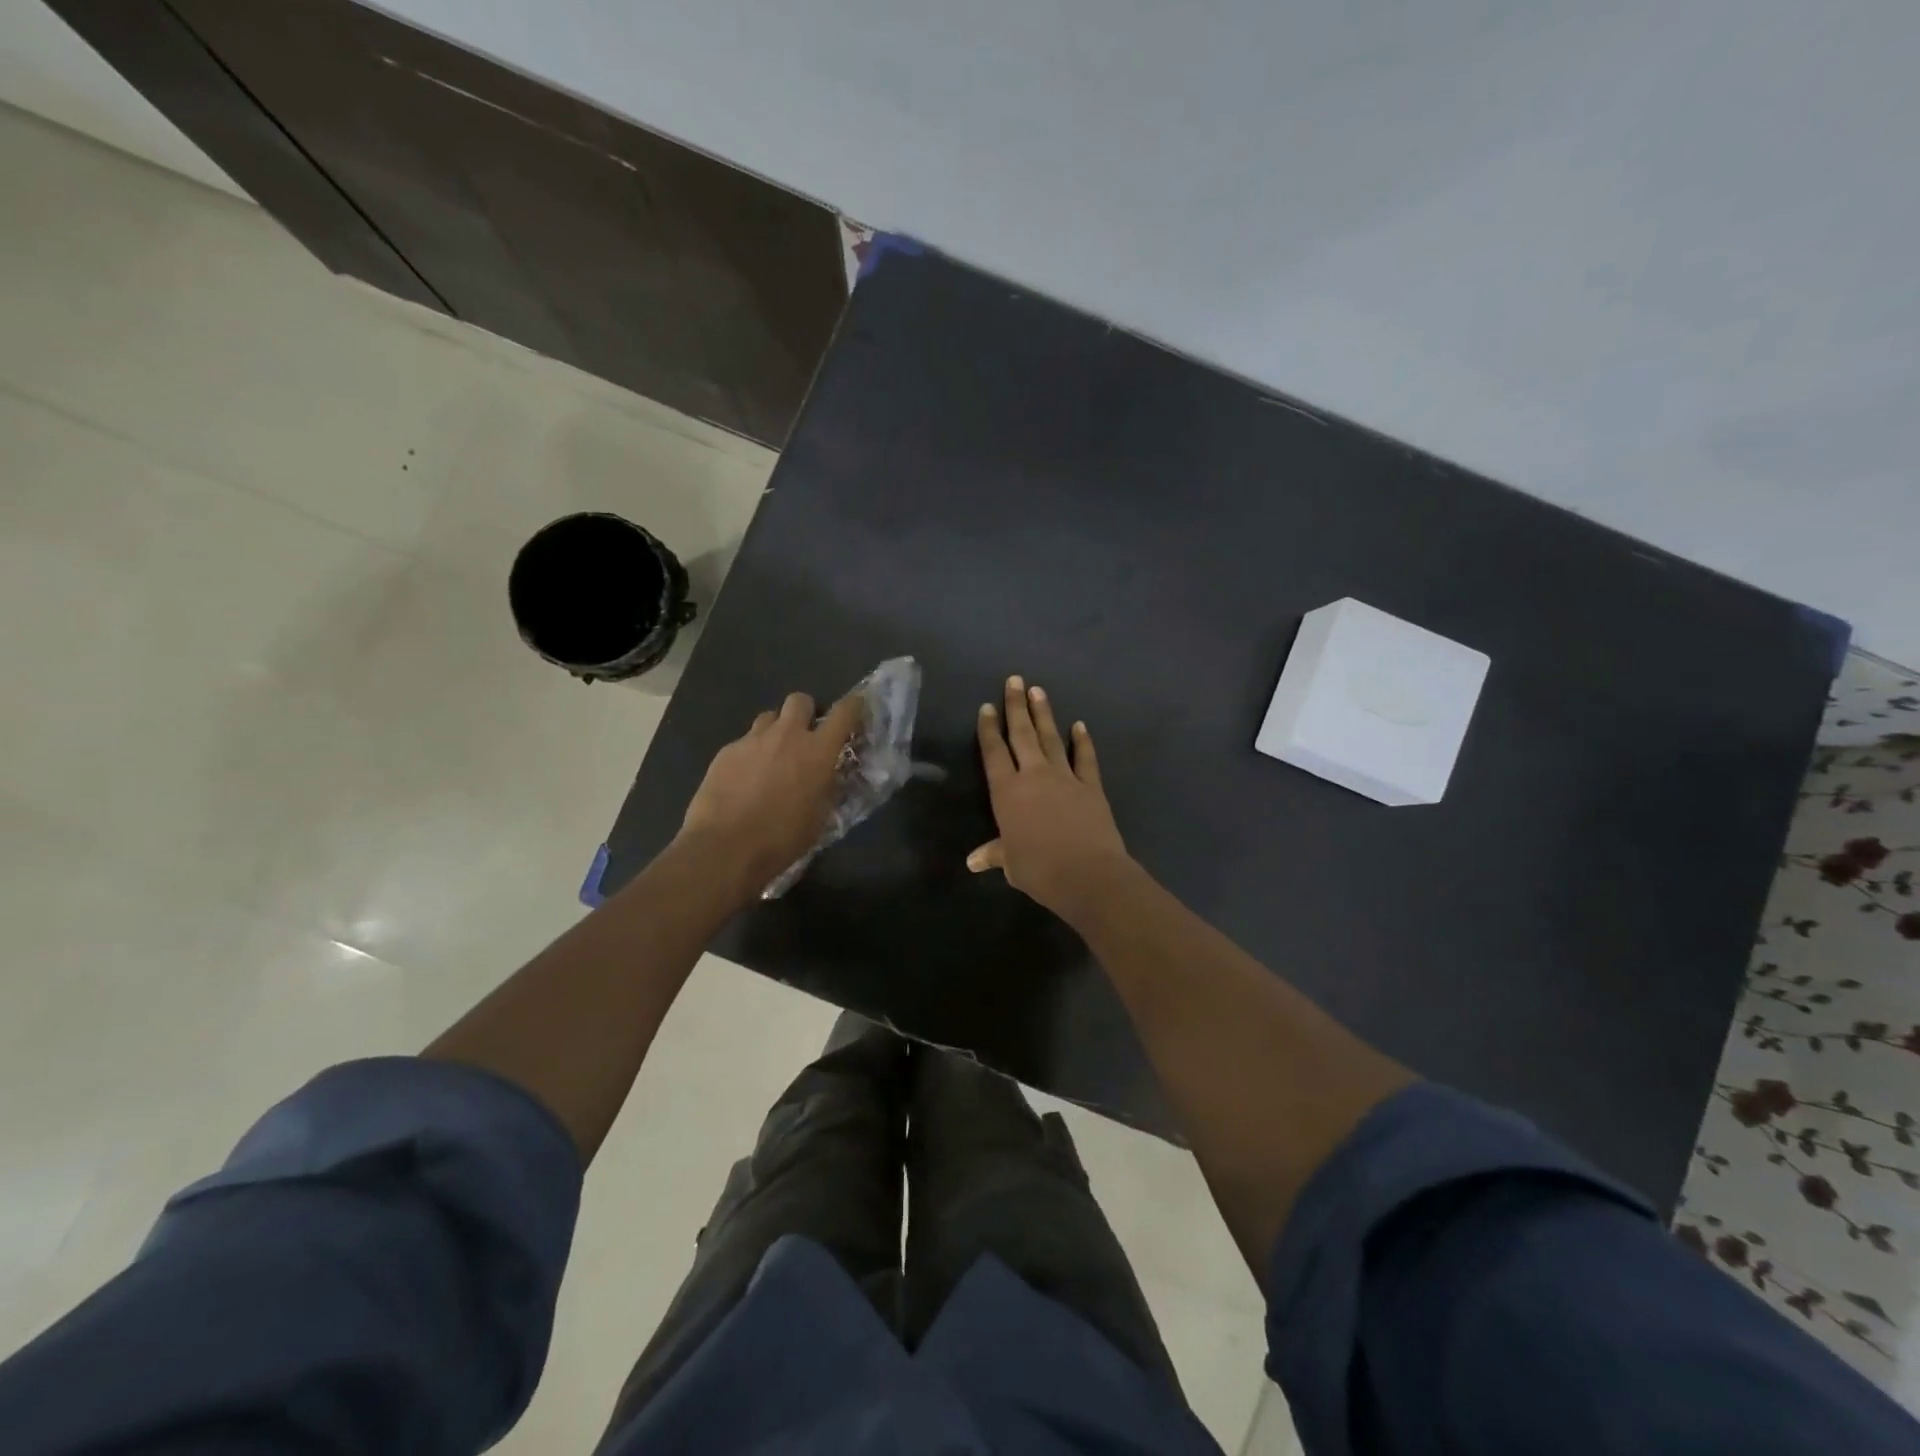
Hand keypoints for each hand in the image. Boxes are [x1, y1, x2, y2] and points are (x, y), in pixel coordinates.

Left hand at [680, 691, 862, 898]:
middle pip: (800, 700)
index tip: (855, 708)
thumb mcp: (819, 817)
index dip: (853, 706)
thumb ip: (826, 787)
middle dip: (806, 712)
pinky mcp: (726, 751)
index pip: (843, 713)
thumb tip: (826, 775)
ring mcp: (753, 740)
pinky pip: (744, 741)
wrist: (725, 847)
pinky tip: (744, 778)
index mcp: (818, 751)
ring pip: (769, 717)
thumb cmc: (782, 839)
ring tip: (772, 756)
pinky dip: (750, 753)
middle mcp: (787, 736)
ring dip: (776, 730)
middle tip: (805, 736)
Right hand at [971, 676, 1131, 918]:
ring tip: (1038, 690)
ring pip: (1051, 738)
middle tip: (1014, 680)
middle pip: (1022, 734)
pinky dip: (1082, 741)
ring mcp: (1065, 778)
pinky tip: (1079, 725)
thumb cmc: (1039, 870)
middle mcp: (1033, 776)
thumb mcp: (1011, 863)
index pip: (994, 753)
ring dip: (1044, 714)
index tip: (987, 707)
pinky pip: (1085, 758)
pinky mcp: (1091, 786)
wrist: (1087, 874)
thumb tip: (974, 861)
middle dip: (1016, 706)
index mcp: (1007, 793)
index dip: (989, 729)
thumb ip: (995, 854)